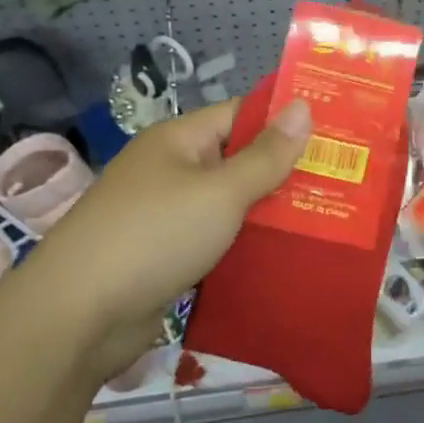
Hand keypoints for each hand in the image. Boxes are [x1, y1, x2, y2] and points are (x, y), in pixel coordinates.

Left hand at [22, 96, 311, 340]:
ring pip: (230, 205)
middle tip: (344, 181)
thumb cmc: (155, 236)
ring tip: (328, 218)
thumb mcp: (221, 192)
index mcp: (179, 141)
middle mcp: (172, 171)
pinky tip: (287, 255)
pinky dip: (247, 245)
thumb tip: (303, 106)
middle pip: (238, 161)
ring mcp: (167, 215)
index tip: (337, 132)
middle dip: (286, 171)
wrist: (79, 316)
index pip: (241, 115)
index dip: (286, 120)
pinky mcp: (167, 256)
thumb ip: (266, 155)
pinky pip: (217, 240)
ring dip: (270, 213)